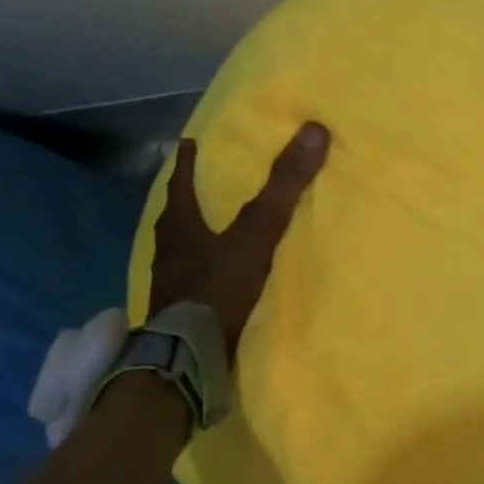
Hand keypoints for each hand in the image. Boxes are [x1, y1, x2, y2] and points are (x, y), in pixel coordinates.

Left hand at [149, 124, 329, 355]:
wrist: (191, 352)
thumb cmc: (219, 286)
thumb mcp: (256, 233)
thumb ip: (283, 187)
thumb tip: (314, 131)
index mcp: (180, 226)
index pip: (180, 184)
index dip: (186, 163)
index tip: (187, 144)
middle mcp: (168, 250)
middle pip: (174, 216)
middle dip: (186, 200)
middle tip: (197, 186)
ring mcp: (169, 282)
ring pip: (178, 248)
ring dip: (191, 235)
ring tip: (207, 230)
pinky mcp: (177, 310)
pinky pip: (188, 278)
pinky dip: (199, 269)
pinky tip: (212, 276)